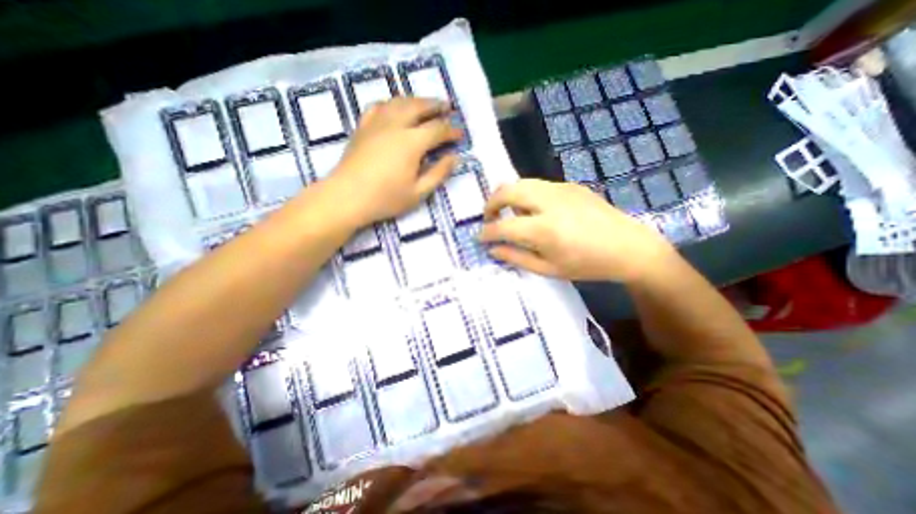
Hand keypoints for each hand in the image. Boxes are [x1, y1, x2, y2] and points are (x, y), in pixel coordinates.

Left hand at [327, 98, 461, 226]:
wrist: (347, 197)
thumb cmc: (386, 198)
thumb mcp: (419, 192)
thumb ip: (438, 173)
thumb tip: (455, 158)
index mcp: (412, 142)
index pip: (438, 129)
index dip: (452, 131)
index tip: (461, 134)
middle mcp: (395, 125)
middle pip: (419, 106)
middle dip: (436, 106)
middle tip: (447, 107)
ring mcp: (376, 123)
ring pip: (399, 102)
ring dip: (416, 100)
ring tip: (425, 104)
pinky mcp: (363, 127)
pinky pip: (379, 106)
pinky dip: (391, 103)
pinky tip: (394, 108)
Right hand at [475, 178, 675, 283]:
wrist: (629, 247)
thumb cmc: (588, 265)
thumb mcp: (549, 269)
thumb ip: (516, 258)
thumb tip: (493, 249)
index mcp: (544, 229)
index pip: (503, 227)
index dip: (486, 232)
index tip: (480, 238)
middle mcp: (549, 202)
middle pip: (507, 191)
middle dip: (491, 204)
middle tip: (489, 219)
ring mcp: (560, 189)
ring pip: (521, 182)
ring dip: (507, 196)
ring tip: (507, 212)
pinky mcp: (570, 185)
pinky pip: (538, 184)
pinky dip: (525, 194)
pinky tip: (533, 209)